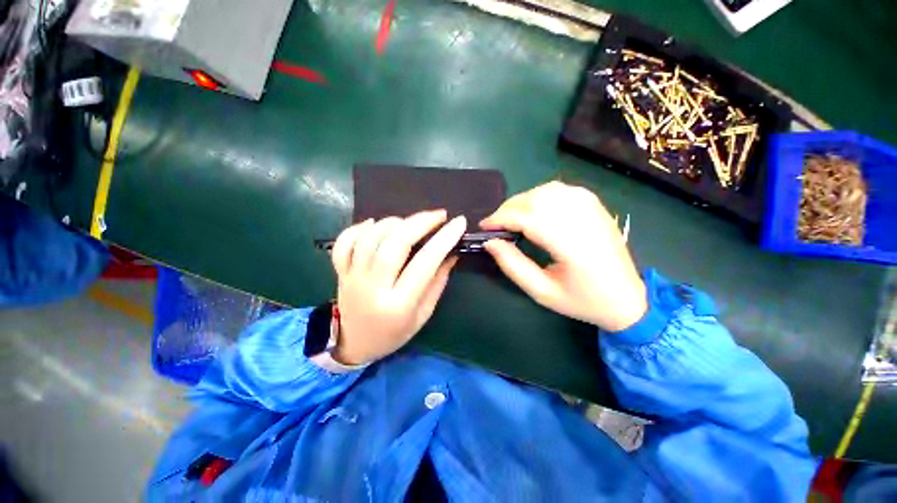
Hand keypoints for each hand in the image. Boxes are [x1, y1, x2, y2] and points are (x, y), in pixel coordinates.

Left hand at [330, 211, 465, 364]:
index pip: (424, 264)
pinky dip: (360, 227)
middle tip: (438, 215)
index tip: (458, 223)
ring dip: (393, 222)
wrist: (355, 343)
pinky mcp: (341, 271)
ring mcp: (353, 277)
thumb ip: (437, 282)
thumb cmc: (394, 333)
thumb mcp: (423, 315)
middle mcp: (373, 287)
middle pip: (394, 244)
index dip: (443, 239)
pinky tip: (375, 224)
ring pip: (370, 238)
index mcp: (398, 304)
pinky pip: (345, 242)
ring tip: (410, 222)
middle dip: (419, 223)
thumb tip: (451, 252)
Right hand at [480, 182, 646, 331]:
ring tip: (511, 218)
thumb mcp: (542, 292)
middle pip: (535, 199)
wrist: (627, 298)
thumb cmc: (582, 301)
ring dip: (522, 201)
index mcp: (572, 245)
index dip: (500, 219)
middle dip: (507, 209)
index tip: (484, 227)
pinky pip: (560, 190)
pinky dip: (539, 195)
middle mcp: (584, 219)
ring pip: (546, 190)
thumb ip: (512, 265)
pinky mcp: (596, 205)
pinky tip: (533, 210)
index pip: (528, 218)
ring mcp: (592, 208)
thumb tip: (490, 242)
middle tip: (495, 225)